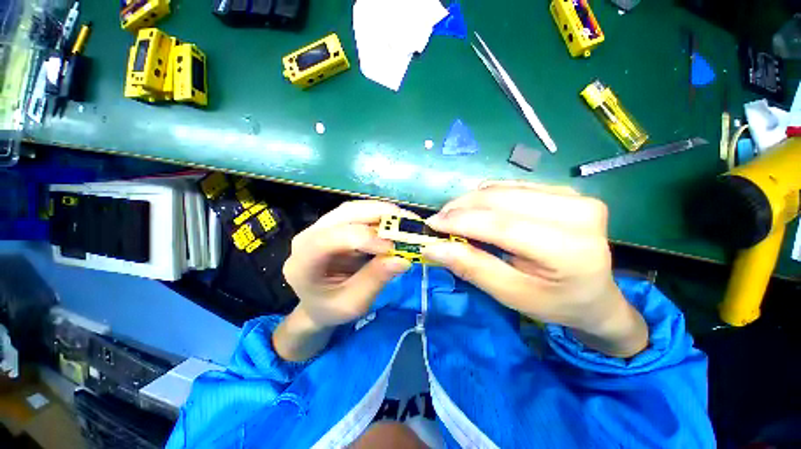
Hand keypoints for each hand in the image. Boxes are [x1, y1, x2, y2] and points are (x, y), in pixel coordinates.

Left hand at [276, 201, 416, 360]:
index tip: (392, 248)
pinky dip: (380, 215)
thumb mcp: (353, 303)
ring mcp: (322, 225)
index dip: (364, 238)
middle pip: (345, 214)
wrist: (318, 303)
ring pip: (354, 208)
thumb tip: (403, 259)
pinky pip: (359, 212)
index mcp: (304, 260)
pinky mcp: (337, 223)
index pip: (331, 239)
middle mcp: (309, 235)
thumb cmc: (331, 308)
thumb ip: (375, 280)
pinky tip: (395, 222)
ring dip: (383, 211)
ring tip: (406, 220)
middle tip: (409, 222)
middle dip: (380, 215)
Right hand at [422, 181, 647, 357]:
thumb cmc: (554, 303)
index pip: (501, 225)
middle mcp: (578, 211)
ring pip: (503, 189)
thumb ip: (473, 268)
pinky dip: (488, 196)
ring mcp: (573, 195)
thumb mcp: (511, 294)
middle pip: (500, 200)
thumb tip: (433, 248)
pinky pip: (512, 185)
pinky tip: (478, 210)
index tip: (431, 224)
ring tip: (454, 216)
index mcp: (569, 248)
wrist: (595, 296)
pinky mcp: (563, 190)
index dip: (460, 222)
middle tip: (439, 221)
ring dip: (471, 201)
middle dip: (461, 208)